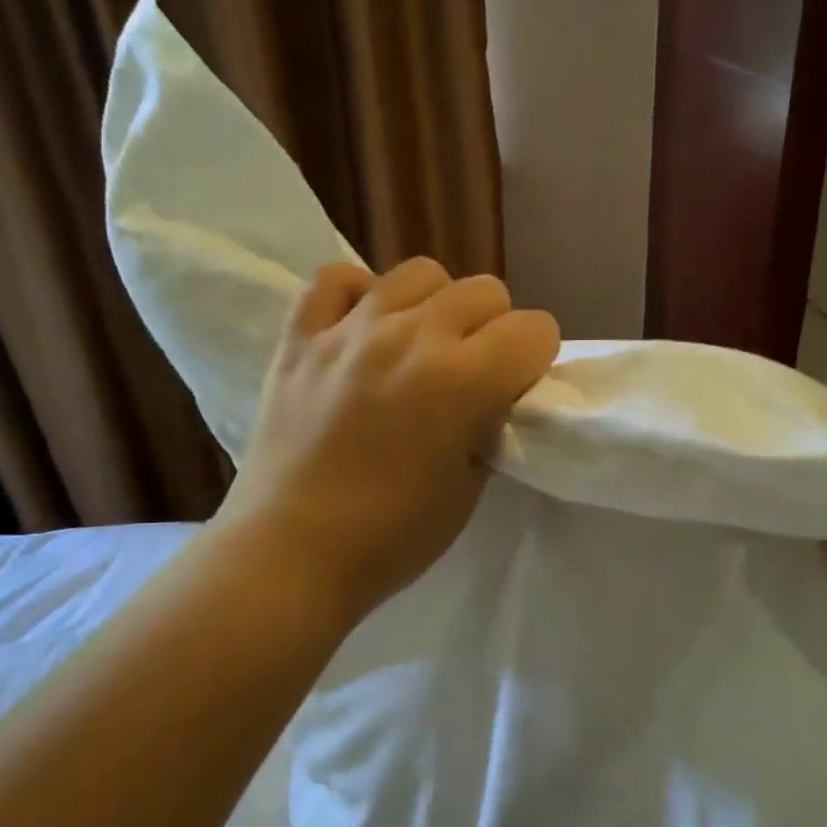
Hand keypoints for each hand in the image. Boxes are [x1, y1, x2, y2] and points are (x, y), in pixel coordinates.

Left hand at [216, 257, 559, 623]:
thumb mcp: (469, 489)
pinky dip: (358, 296)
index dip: (535, 359)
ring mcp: (351, 328)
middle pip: (485, 291)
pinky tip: (360, 331)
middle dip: (494, 329)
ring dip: (436, 305)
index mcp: (463, 379)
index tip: (516, 389)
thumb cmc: (391, 537)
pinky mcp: (300, 335)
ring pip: (419, 272)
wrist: (290, 553)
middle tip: (471, 374)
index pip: (535, 329)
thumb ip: (487, 426)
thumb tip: (487, 396)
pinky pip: (336, 279)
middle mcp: (412, 335)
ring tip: (418, 347)